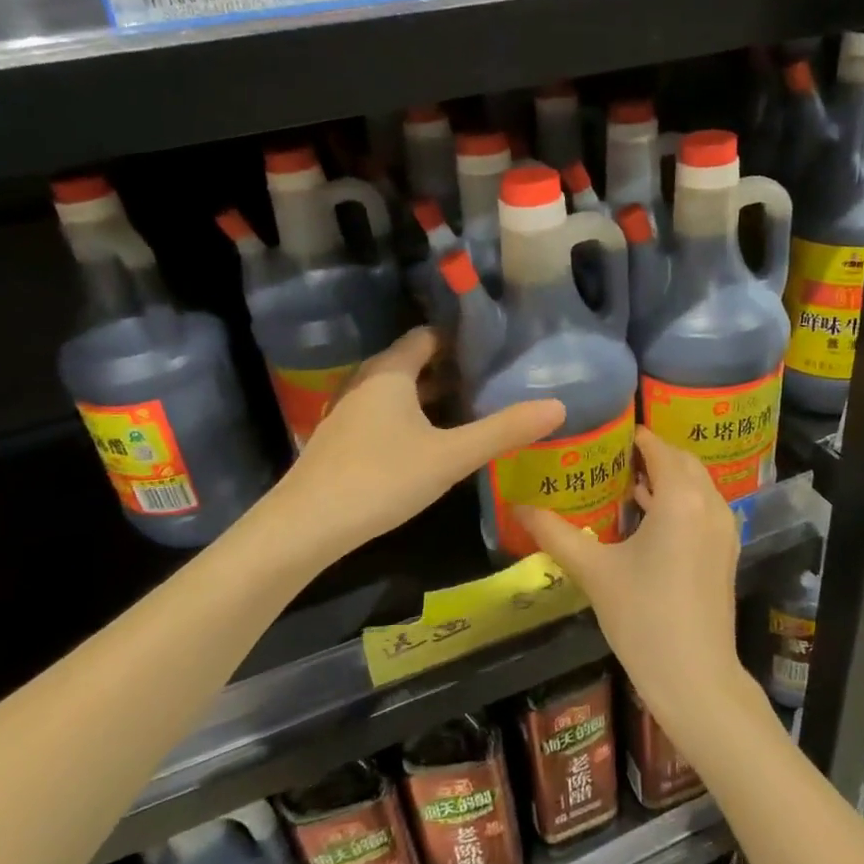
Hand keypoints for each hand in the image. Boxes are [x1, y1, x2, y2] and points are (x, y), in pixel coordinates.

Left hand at [278, 329, 563, 555]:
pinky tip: (431, 443)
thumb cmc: (381, 478)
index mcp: (390, 372)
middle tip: (493, 380)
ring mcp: (348, 411)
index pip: (428, 336)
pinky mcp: (341, 440)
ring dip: (431, 396)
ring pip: (398, 392)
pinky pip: (384, 414)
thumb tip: (558, 406)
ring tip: (471, 409)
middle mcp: (365, 382)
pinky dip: (411, 418)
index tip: (497, 350)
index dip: (462, 339)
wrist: (306, 526)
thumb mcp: (451, 456)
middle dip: (452, 369)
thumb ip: (503, 430)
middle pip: (413, 362)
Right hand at [519, 429, 749, 739]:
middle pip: (681, 461)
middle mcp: (710, 503)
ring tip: (623, 482)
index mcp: (681, 497)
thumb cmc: (642, 616)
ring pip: (696, 485)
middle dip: (650, 454)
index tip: (604, 433)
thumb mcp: (593, 571)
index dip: (634, 436)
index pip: (658, 447)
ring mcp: (724, 529)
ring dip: (666, 478)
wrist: (694, 676)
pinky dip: (679, 500)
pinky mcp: (726, 552)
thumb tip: (518, 506)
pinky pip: (703, 508)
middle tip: (610, 456)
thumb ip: (554, 533)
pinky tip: (647, 517)